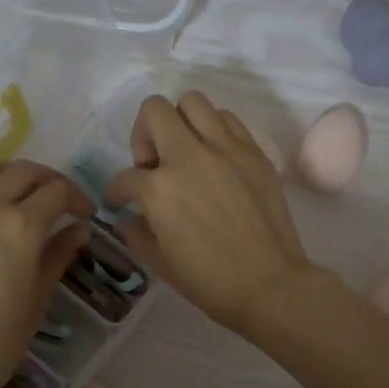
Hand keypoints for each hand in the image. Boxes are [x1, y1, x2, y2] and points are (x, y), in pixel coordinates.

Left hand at [0, 160, 92, 387]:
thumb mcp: (39, 296)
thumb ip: (59, 253)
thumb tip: (79, 229)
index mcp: (20, 228)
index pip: (56, 192)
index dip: (76, 198)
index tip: (85, 214)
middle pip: (22, 171)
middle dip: (47, 179)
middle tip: (58, 200)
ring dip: (11, 175)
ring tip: (21, 196)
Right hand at [107, 93, 318, 337]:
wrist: (270, 284)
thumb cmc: (210, 281)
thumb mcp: (160, 263)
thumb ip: (137, 234)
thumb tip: (128, 219)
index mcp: (160, 188)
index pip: (126, 176)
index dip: (118, 191)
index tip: (122, 201)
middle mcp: (189, 156)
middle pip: (155, 110)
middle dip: (145, 134)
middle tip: (154, 164)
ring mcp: (226, 149)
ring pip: (193, 102)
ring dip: (181, 123)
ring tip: (186, 153)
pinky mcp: (254, 152)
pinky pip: (228, 120)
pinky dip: (215, 130)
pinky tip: (216, 158)